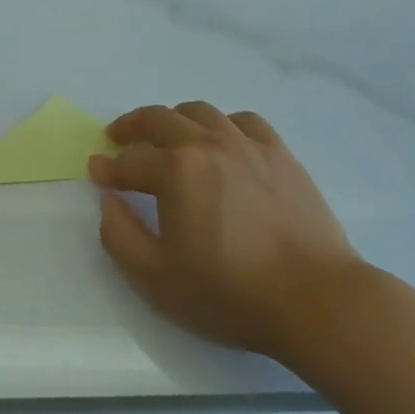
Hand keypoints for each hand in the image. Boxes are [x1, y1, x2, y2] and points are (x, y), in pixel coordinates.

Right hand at [90, 103, 362, 359]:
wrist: (316, 300)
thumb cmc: (230, 293)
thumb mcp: (156, 278)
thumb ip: (119, 235)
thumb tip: (107, 199)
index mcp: (175, 170)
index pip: (130, 161)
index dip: (109, 169)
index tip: (97, 175)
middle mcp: (207, 144)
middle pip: (159, 119)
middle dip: (131, 126)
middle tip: (118, 137)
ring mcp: (247, 145)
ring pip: (200, 112)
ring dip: (174, 119)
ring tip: (167, 135)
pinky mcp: (280, 155)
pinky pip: (244, 121)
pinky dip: (222, 124)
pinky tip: (222, 140)